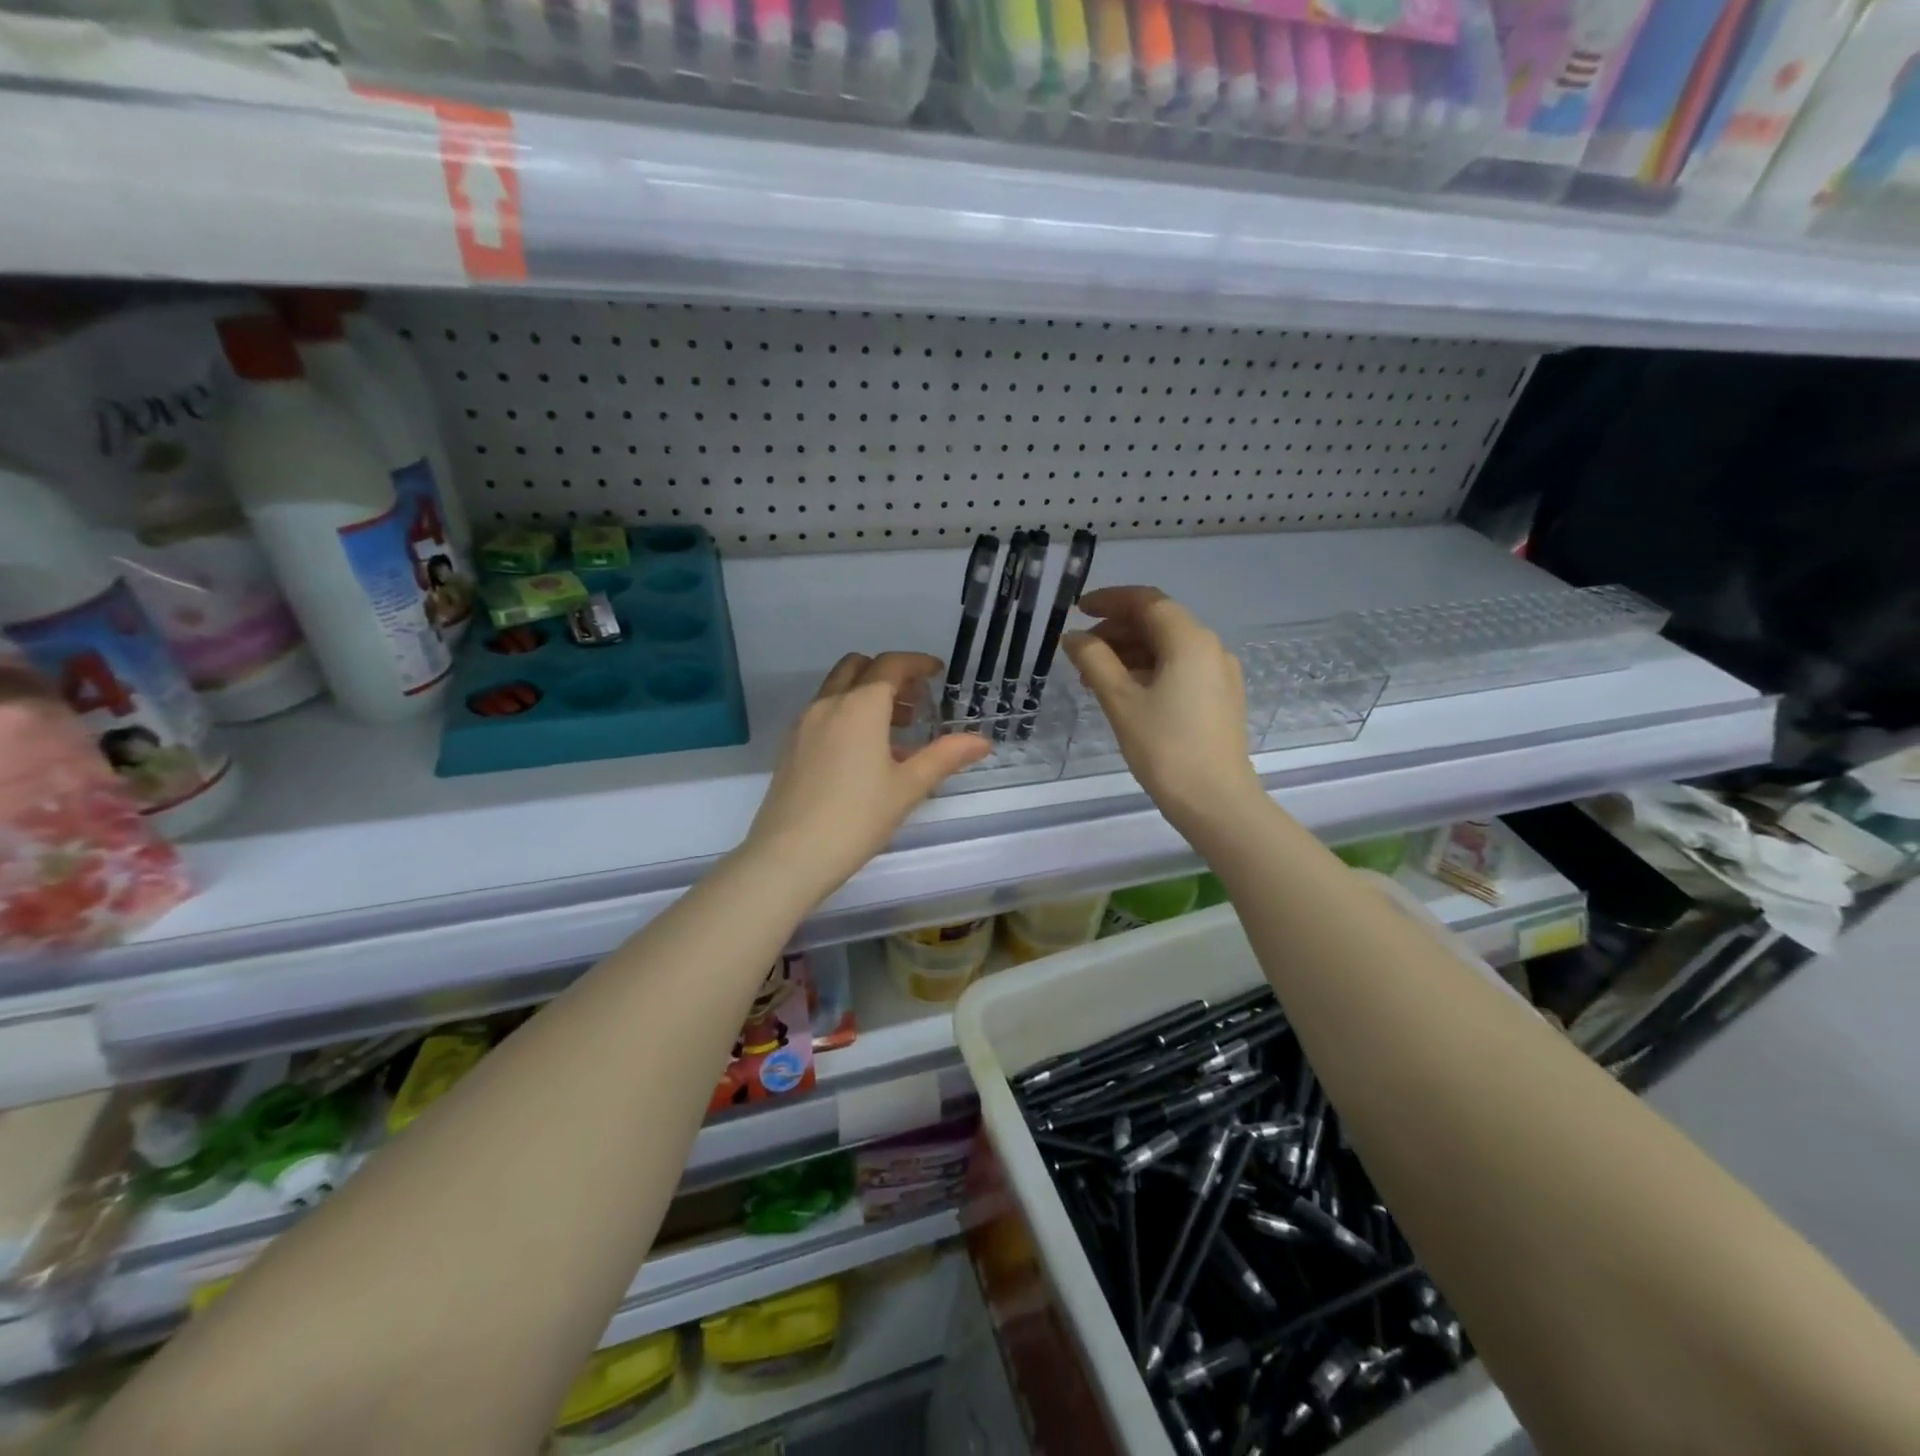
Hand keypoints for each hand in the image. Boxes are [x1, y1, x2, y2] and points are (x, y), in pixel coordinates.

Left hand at [743, 652, 989, 902]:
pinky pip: (824, 713)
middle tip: (916, 700)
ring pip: (838, 689)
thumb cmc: (857, 818)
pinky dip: (848, 714)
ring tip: (897, 731)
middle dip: (889, 674)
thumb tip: (981, 741)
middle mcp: (828, 704)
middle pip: (859, 668)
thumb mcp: (908, 787)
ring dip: (868, 695)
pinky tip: (865, 753)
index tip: (937, 672)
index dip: (917, 663)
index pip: (891, 665)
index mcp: (860, 707)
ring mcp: (804, 724)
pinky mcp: (790, 746)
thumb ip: (945, 757)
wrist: (789, 855)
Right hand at [1064, 586, 1263, 831]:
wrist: (1216, 801)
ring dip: (1129, 653)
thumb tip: (1073, 637)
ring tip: (1094, 678)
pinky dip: (1149, 670)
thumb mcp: (1120, 700)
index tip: (1078, 610)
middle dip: (1116, 630)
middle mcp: (1210, 647)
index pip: (1146, 601)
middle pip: (1158, 622)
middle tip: (1080, 651)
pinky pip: (1180, 669)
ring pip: (1168, 647)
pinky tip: (1125, 693)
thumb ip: (1094, 660)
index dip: (1109, 600)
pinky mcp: (1220, 698)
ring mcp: (1219, 673)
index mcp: (1189, 640)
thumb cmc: (1165, 748)